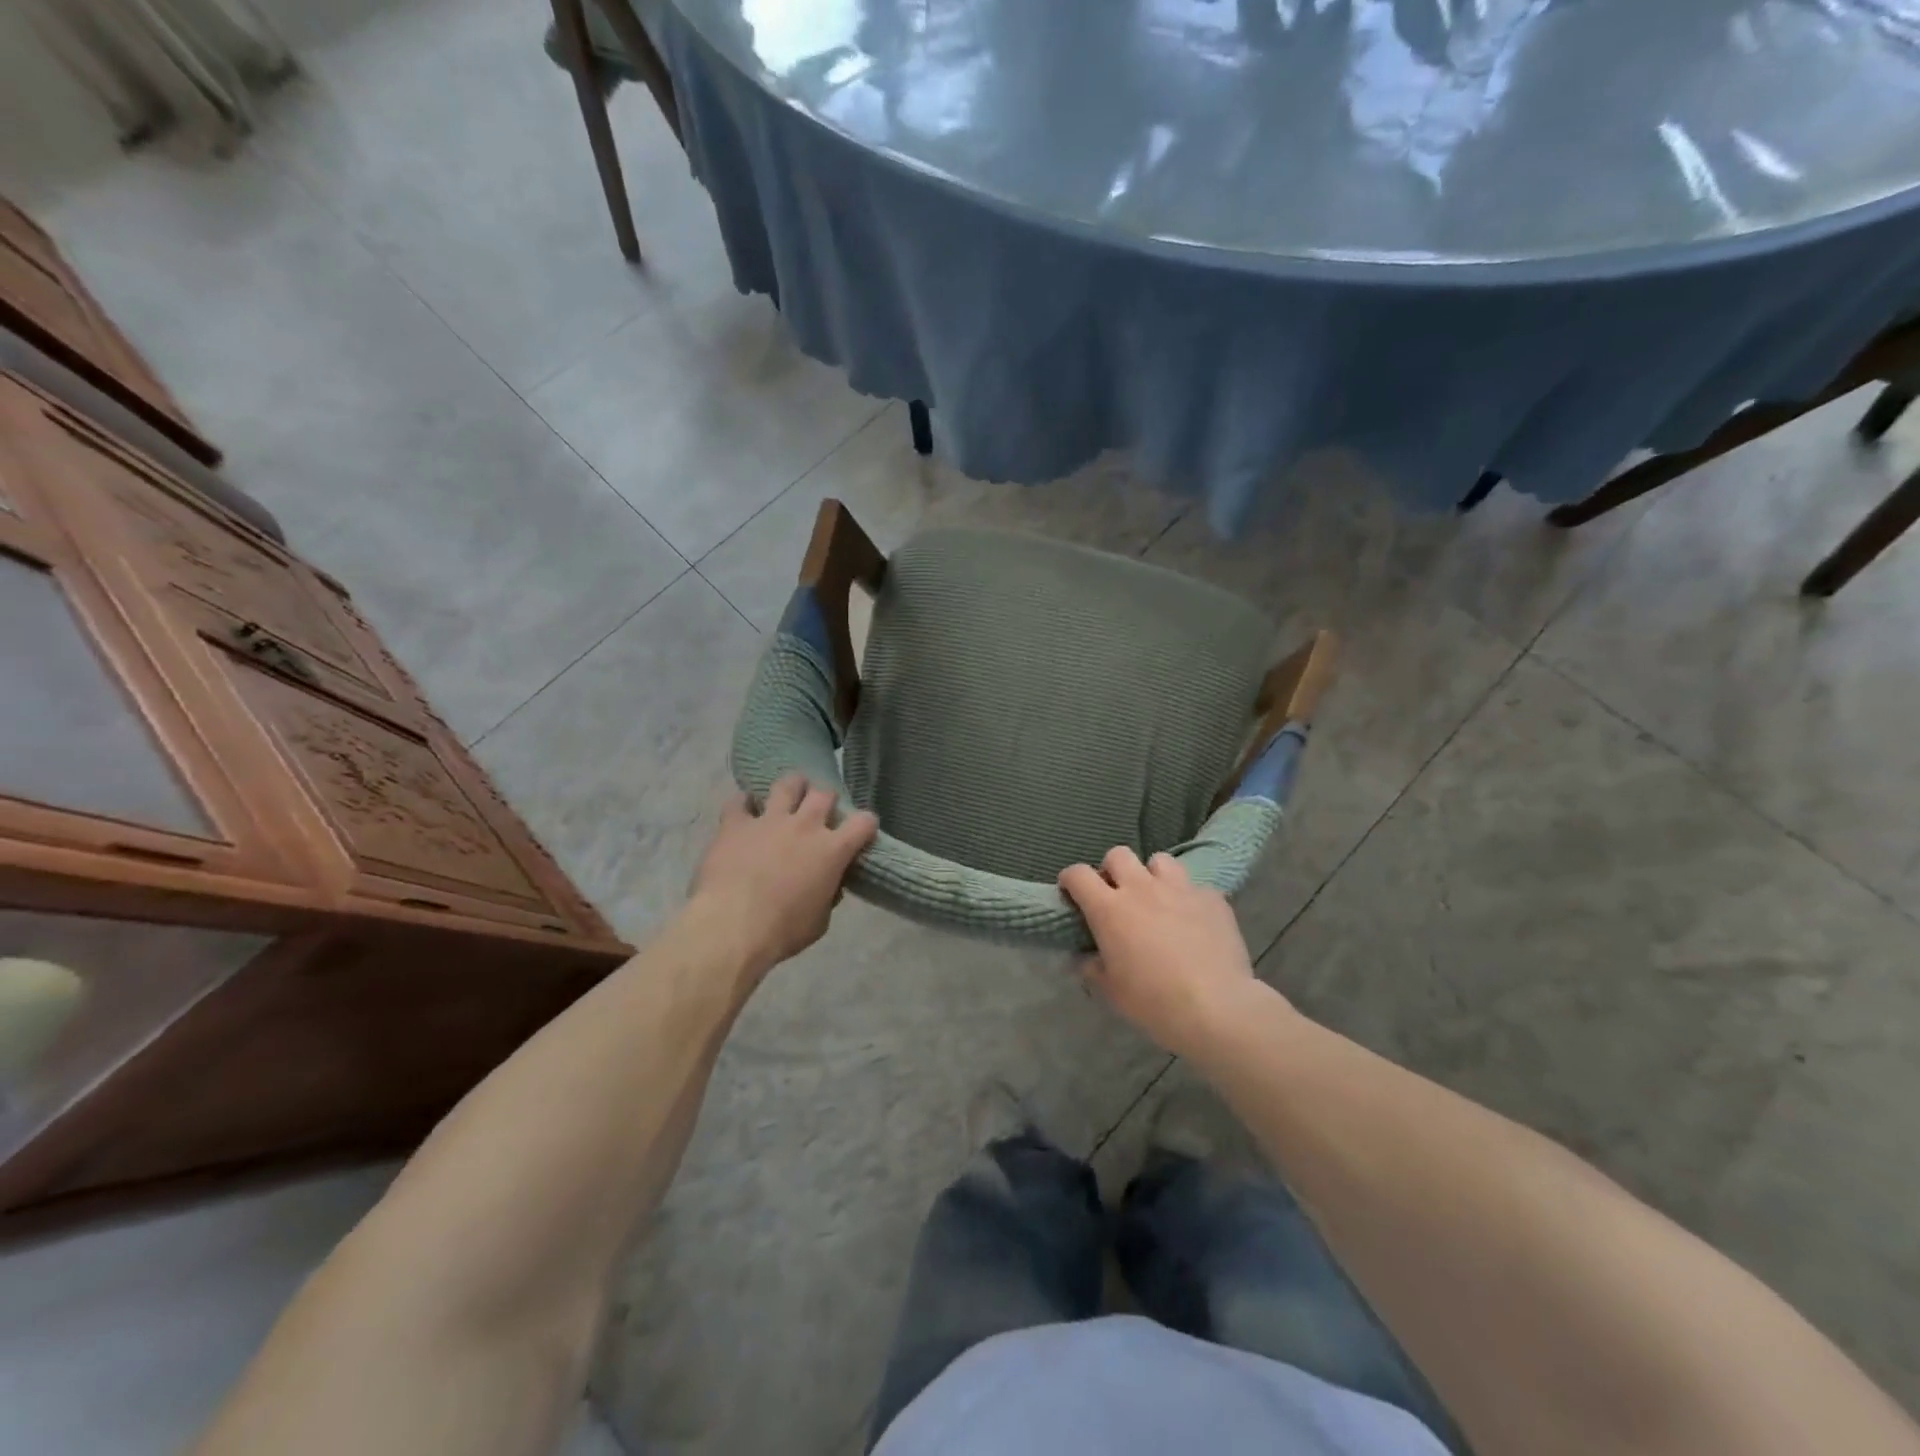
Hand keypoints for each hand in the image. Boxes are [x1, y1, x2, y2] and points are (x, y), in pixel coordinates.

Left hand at [688, 776, 877, 979]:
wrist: (732, 927)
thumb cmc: (783, 930)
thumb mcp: (820, 921)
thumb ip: (828, 895)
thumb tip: (828, 886)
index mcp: (832, 850)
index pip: (864, 822)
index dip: (866, 824)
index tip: (862, 831)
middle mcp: (805, 825)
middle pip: (824, 794)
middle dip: (826, 800)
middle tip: (820, 812)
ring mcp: (769, 820)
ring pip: (787, 785)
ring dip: (792, 787)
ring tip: (789, 794)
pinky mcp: (736, 824)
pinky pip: (739, 801)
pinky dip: (743, 803)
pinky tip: (744, 809)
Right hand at [1058, 848, 1269, 1058]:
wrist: (1216, 1007)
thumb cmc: (1154, 1001)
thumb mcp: (1111, 991)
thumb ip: (1092, 968)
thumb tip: (1084, 958)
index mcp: (1109, 908)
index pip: (1078, 874)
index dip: (1070, 879)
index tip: (1071, 892)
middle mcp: (1142, 888)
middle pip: (1118, 855)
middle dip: (1112, 870)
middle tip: (1117, 895)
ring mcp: (1180, 889)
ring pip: (1159, 861)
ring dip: (1152, 876)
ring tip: (1158, 899)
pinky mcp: (1212, 898)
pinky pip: (1195, 887)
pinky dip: (1189, 899)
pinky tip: (1194, 921)